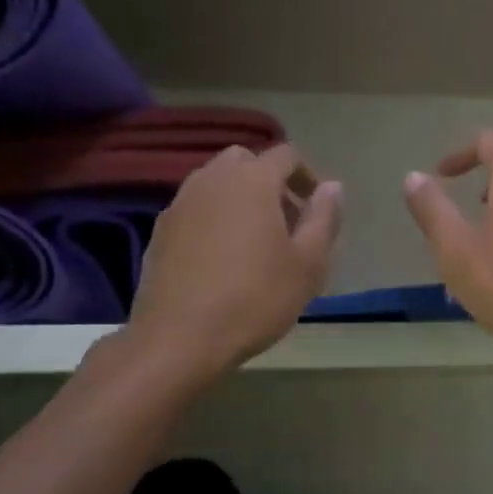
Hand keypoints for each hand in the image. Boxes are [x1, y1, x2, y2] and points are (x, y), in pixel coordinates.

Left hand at [126, 143, 341, 384]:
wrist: (179, 338)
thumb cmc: (256, 298)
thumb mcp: (308, 263)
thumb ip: (324, 218)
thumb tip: (332, 187)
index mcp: (252, 180)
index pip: (286, 155)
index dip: (307, 175)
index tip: (317, 208)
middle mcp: (212, 179)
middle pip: (246, 161)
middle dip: (270, 181)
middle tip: (287, 220)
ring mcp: (180, 203)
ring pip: (216, 183)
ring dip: (240, 198)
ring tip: (255, 240)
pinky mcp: (160, 231)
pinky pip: (195, 208)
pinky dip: (214, 218)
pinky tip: (222, 258)